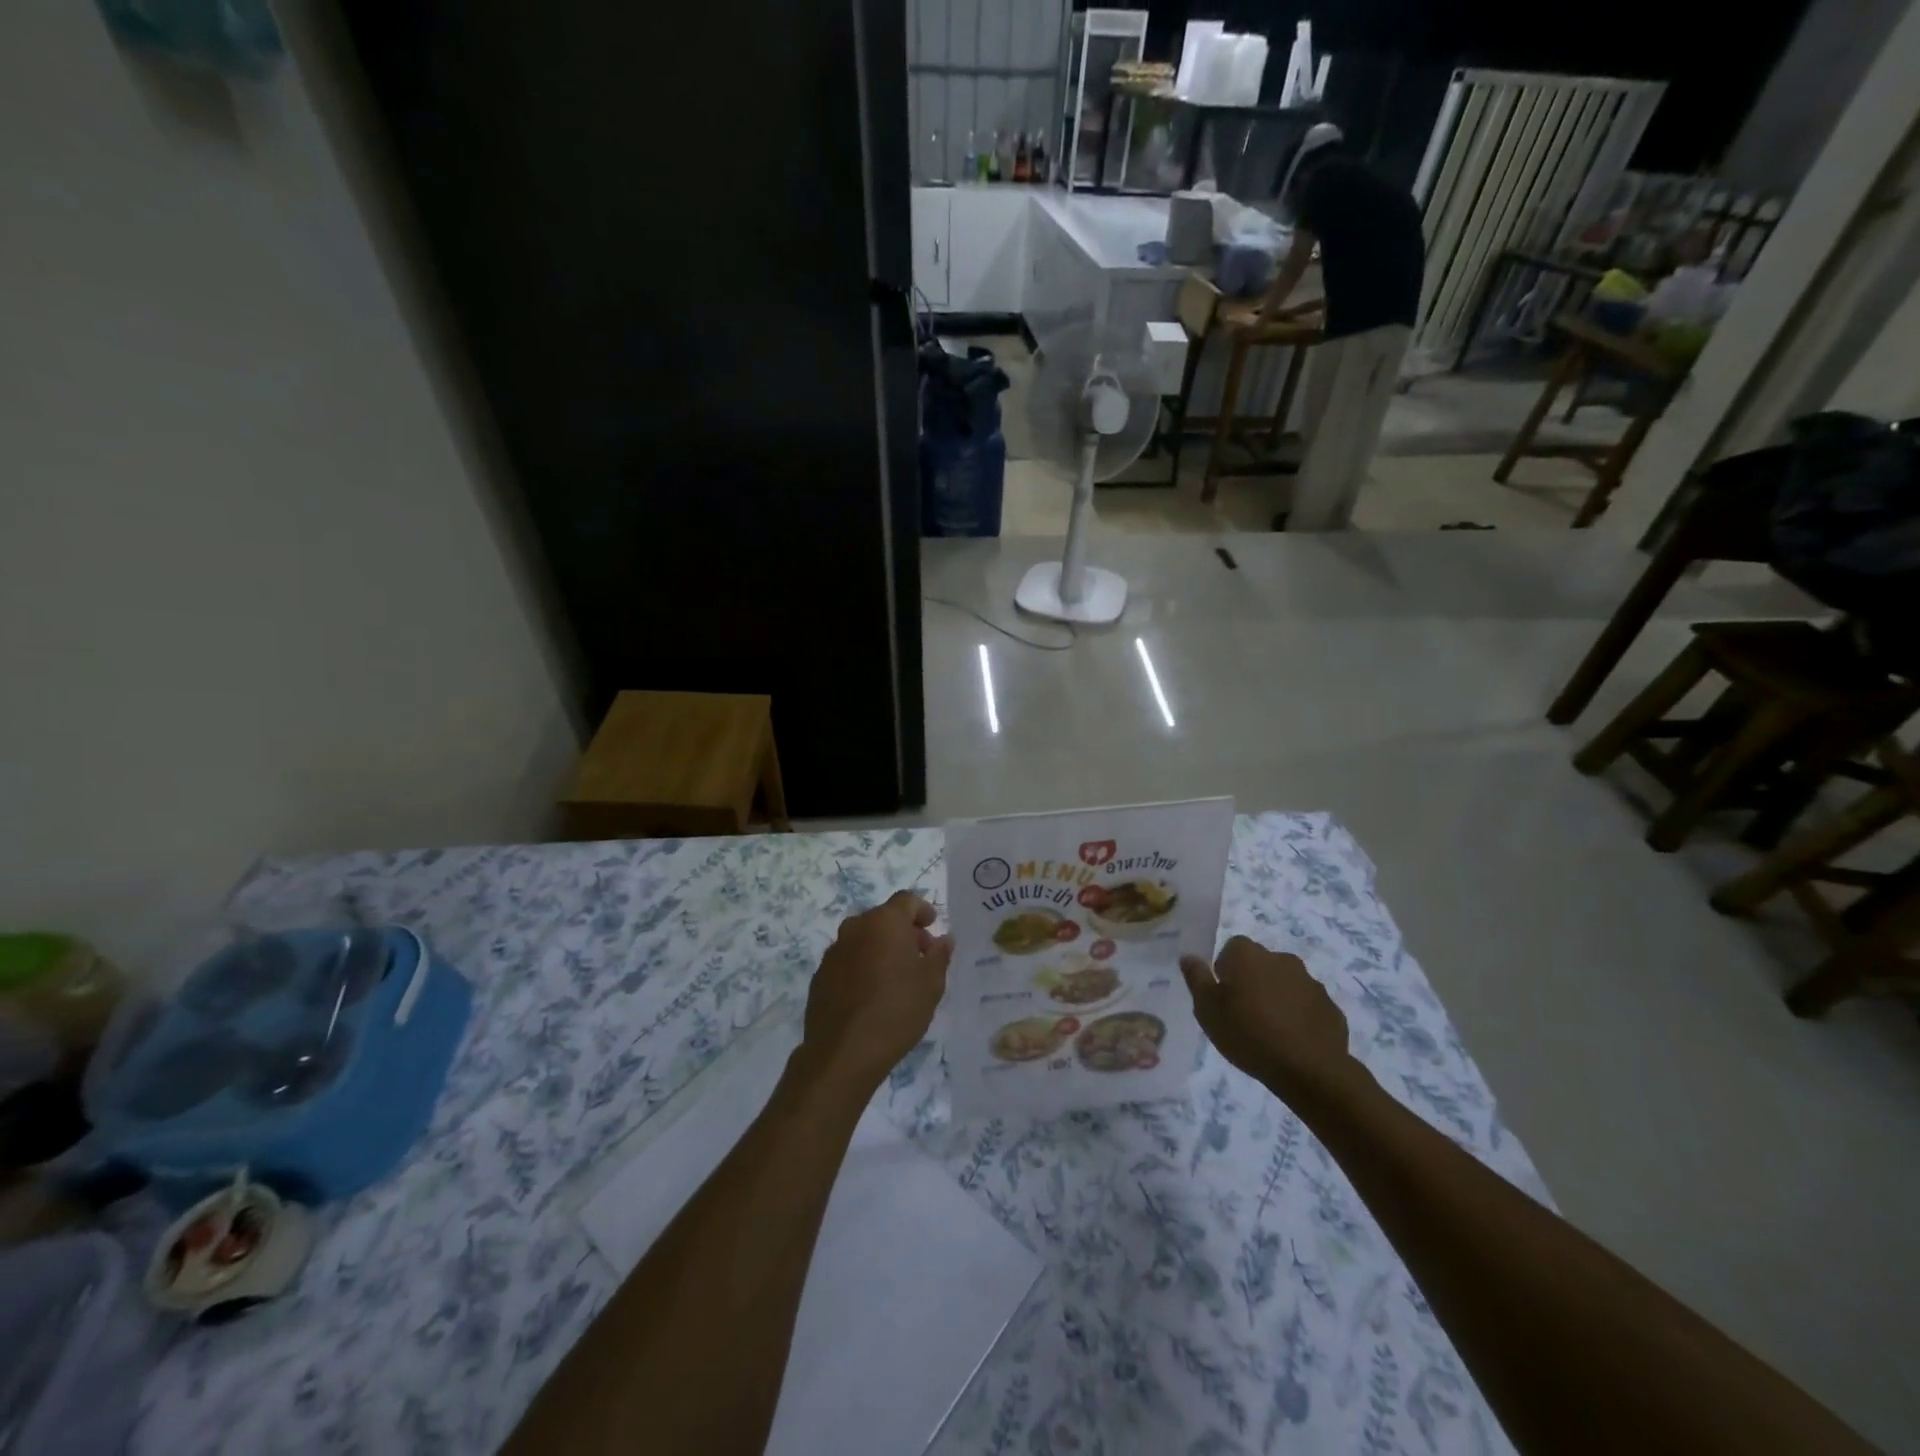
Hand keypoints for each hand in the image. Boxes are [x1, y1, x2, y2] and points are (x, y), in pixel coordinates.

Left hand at [798, 891, 951, 1098]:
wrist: (843, 1052)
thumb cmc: (897, 1010)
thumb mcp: (931, 984)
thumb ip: (939, 955)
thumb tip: (944, 939)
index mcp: (885, 922)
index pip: (907, 900)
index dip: (923, 910)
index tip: (932, 927)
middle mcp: (856, 928)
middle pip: (883, 918)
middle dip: (903, 932)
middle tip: (919, 957)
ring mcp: (834, 951)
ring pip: (863, 939)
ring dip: (880, 949)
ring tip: (895, 979)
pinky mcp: (820, 976)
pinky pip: (847, 961)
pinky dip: (861, 967)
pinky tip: (871, 995)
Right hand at [1179, 936, 1362, 1101]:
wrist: (1308, 1069)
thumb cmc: (1247, 1033)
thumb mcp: (1207, 1008)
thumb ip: (1196, 978)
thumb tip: (1188, 956)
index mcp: (1248, 955)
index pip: (1232, 948)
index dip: (1225, 970)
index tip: (1223, 997)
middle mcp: (1281, 959)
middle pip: (1261, 964)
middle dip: (1253, 982)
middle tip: (1244, 1014)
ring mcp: (1311, 982)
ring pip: (1286, 984)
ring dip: (1278, 998)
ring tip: (1270, 1032)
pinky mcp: (1331, 1008)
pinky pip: (1308, 1006)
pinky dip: (1299, 1017)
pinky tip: (1293, 1042)